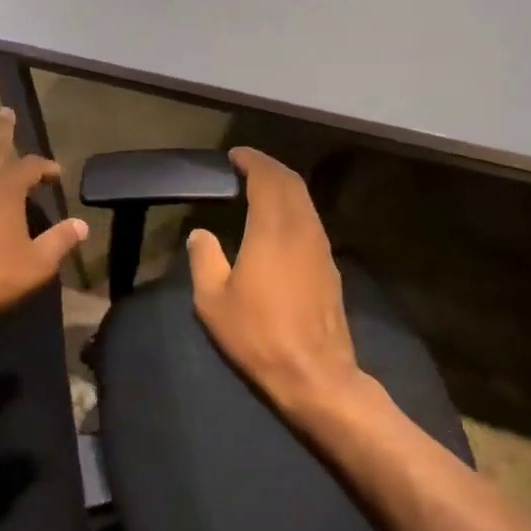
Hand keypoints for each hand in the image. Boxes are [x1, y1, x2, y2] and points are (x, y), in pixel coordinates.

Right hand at [186, 147, 365, 420]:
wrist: (315, 374)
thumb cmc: (258, 335)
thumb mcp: (213, 301)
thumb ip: (204, 259)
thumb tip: (201, 233)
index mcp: (273, 229)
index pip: (267, 178)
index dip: (252, 161)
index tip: (234, 155)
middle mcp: (302, 229)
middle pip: (291, 183)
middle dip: (269, 167)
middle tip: (245, 166)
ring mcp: (321, 247)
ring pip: (305, 201)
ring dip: (283, 186)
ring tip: (259, 188)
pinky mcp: (330, 266)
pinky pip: (311, 220)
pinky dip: (293, 207)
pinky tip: (278, 222)